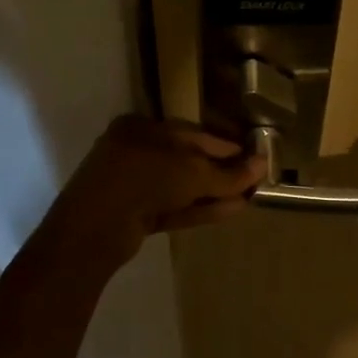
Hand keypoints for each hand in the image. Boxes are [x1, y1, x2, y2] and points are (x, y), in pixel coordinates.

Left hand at [42, 115, 265, 267]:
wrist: (95, 229)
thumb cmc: (144, 179)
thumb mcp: (193, 173)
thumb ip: (228, 173)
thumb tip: (263, 165)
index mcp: (143, 128)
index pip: (193, 132)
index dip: (226, 144)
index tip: (254, 154)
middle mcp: (137, 151)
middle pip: (188, 159)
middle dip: (221, 171)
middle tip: (254, 179)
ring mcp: (134, 185)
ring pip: (183, 186)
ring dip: (215, 192)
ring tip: (249, 197)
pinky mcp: (136, 215)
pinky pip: (175, 207)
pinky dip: (201, 209)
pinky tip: (232, 211)